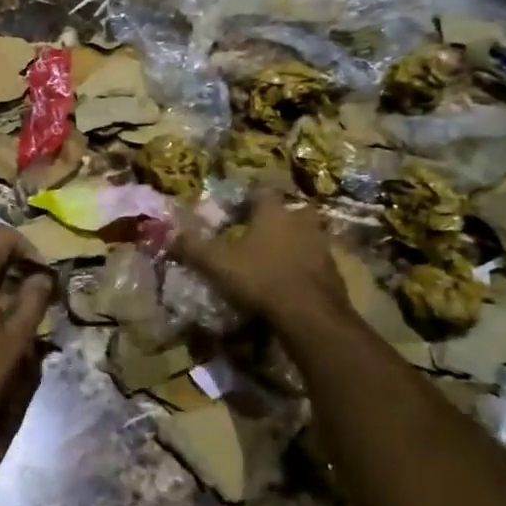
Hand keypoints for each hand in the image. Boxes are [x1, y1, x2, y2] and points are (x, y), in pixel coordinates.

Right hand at [174, 193, 352, 326]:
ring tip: (277, 255)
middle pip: (292, 209)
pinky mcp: (334, 270)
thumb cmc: (260, 278)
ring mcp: (322, 245)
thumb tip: (171, 234)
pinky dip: (305, 265)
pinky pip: (316, 260)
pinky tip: (292, 279)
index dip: (249, 196)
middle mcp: (301, 221)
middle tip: (262, 229)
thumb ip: (193, 247)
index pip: (262, 190)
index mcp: (273, 212)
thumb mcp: (217, 264)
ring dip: (295, 240)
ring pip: (307, 233)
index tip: (238, 207)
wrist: (310, 314)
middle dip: (279, 216)